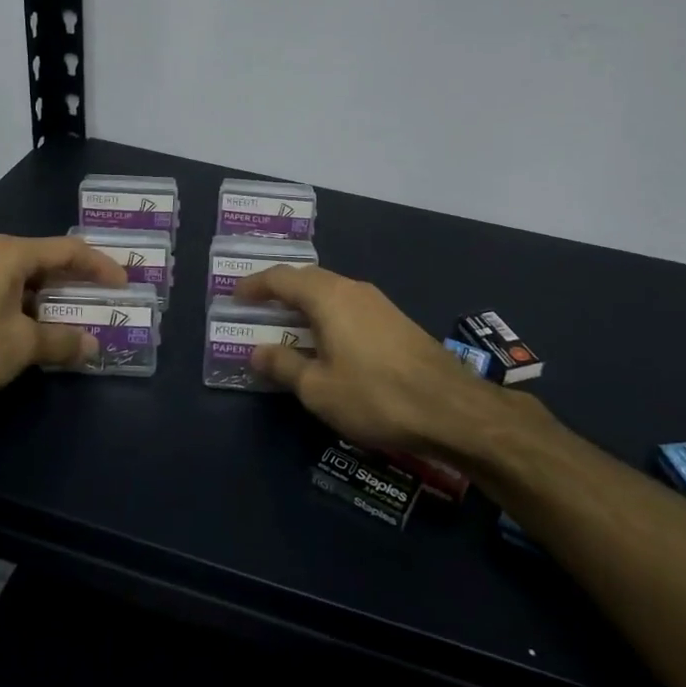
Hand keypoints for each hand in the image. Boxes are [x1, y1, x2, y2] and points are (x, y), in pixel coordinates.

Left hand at [0, 234, 127, 413]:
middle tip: (104, 300)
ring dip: (52, 300)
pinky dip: (27, 309)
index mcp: (10, 254)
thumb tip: (92, 346)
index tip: (124, 285)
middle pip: (46, 262)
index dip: (101, 266)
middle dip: (77, 283)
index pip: (68, 250)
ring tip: (75, 320)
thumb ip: (62, 341)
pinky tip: (35, 333)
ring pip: (24, 280)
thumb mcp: (21, 345)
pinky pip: (4, 294)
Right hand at [233, 266, 514, 454]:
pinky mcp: (395, 320)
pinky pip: (349, 306)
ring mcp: (378, 302)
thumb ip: (284, 365)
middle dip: (279, 291)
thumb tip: (258, 350)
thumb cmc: (375, 396)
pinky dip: (327, 315)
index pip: (281, 278)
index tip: (234, 296)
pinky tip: (326, 341)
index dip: (255, 285)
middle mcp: (353, 289)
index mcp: (328, 297)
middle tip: (257, 309)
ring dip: (305, 304)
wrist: (450, 408)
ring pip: (331, 292)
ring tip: (287, 326)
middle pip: (307, 279)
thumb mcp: (318, 389)